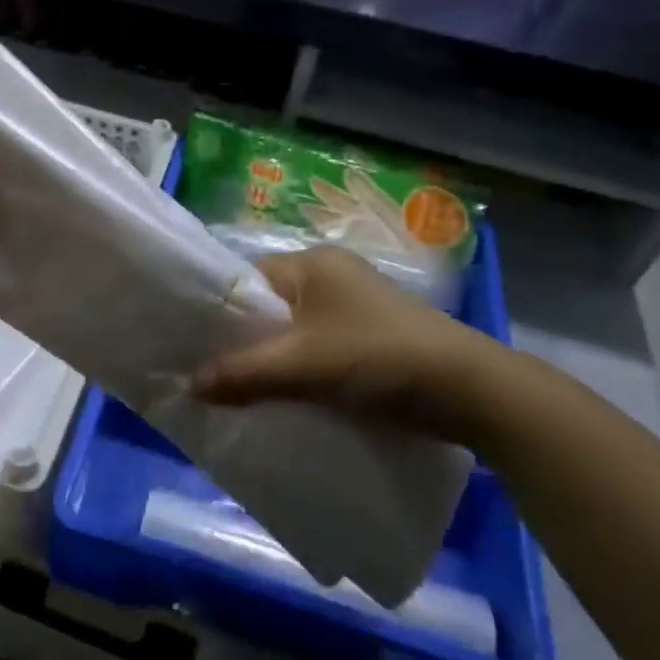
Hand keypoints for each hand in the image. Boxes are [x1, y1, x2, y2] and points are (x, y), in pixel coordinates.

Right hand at [191, 247, 512, 446]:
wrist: (469, 389)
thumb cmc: (378, 357)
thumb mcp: (304, 365)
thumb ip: (244, 373)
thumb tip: (190, 385)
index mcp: (313, 263)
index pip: (248, 278)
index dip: (220, 311)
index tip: (194, 346)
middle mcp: (331, 276)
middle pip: (270, 306)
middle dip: (246, 340)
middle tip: (214, 374)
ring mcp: (354, 306)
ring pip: (294, 330)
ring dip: (274, 358)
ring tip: (243, 391)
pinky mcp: (371, 336)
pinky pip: (319, 346)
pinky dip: (301, 368)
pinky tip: (287, 396)